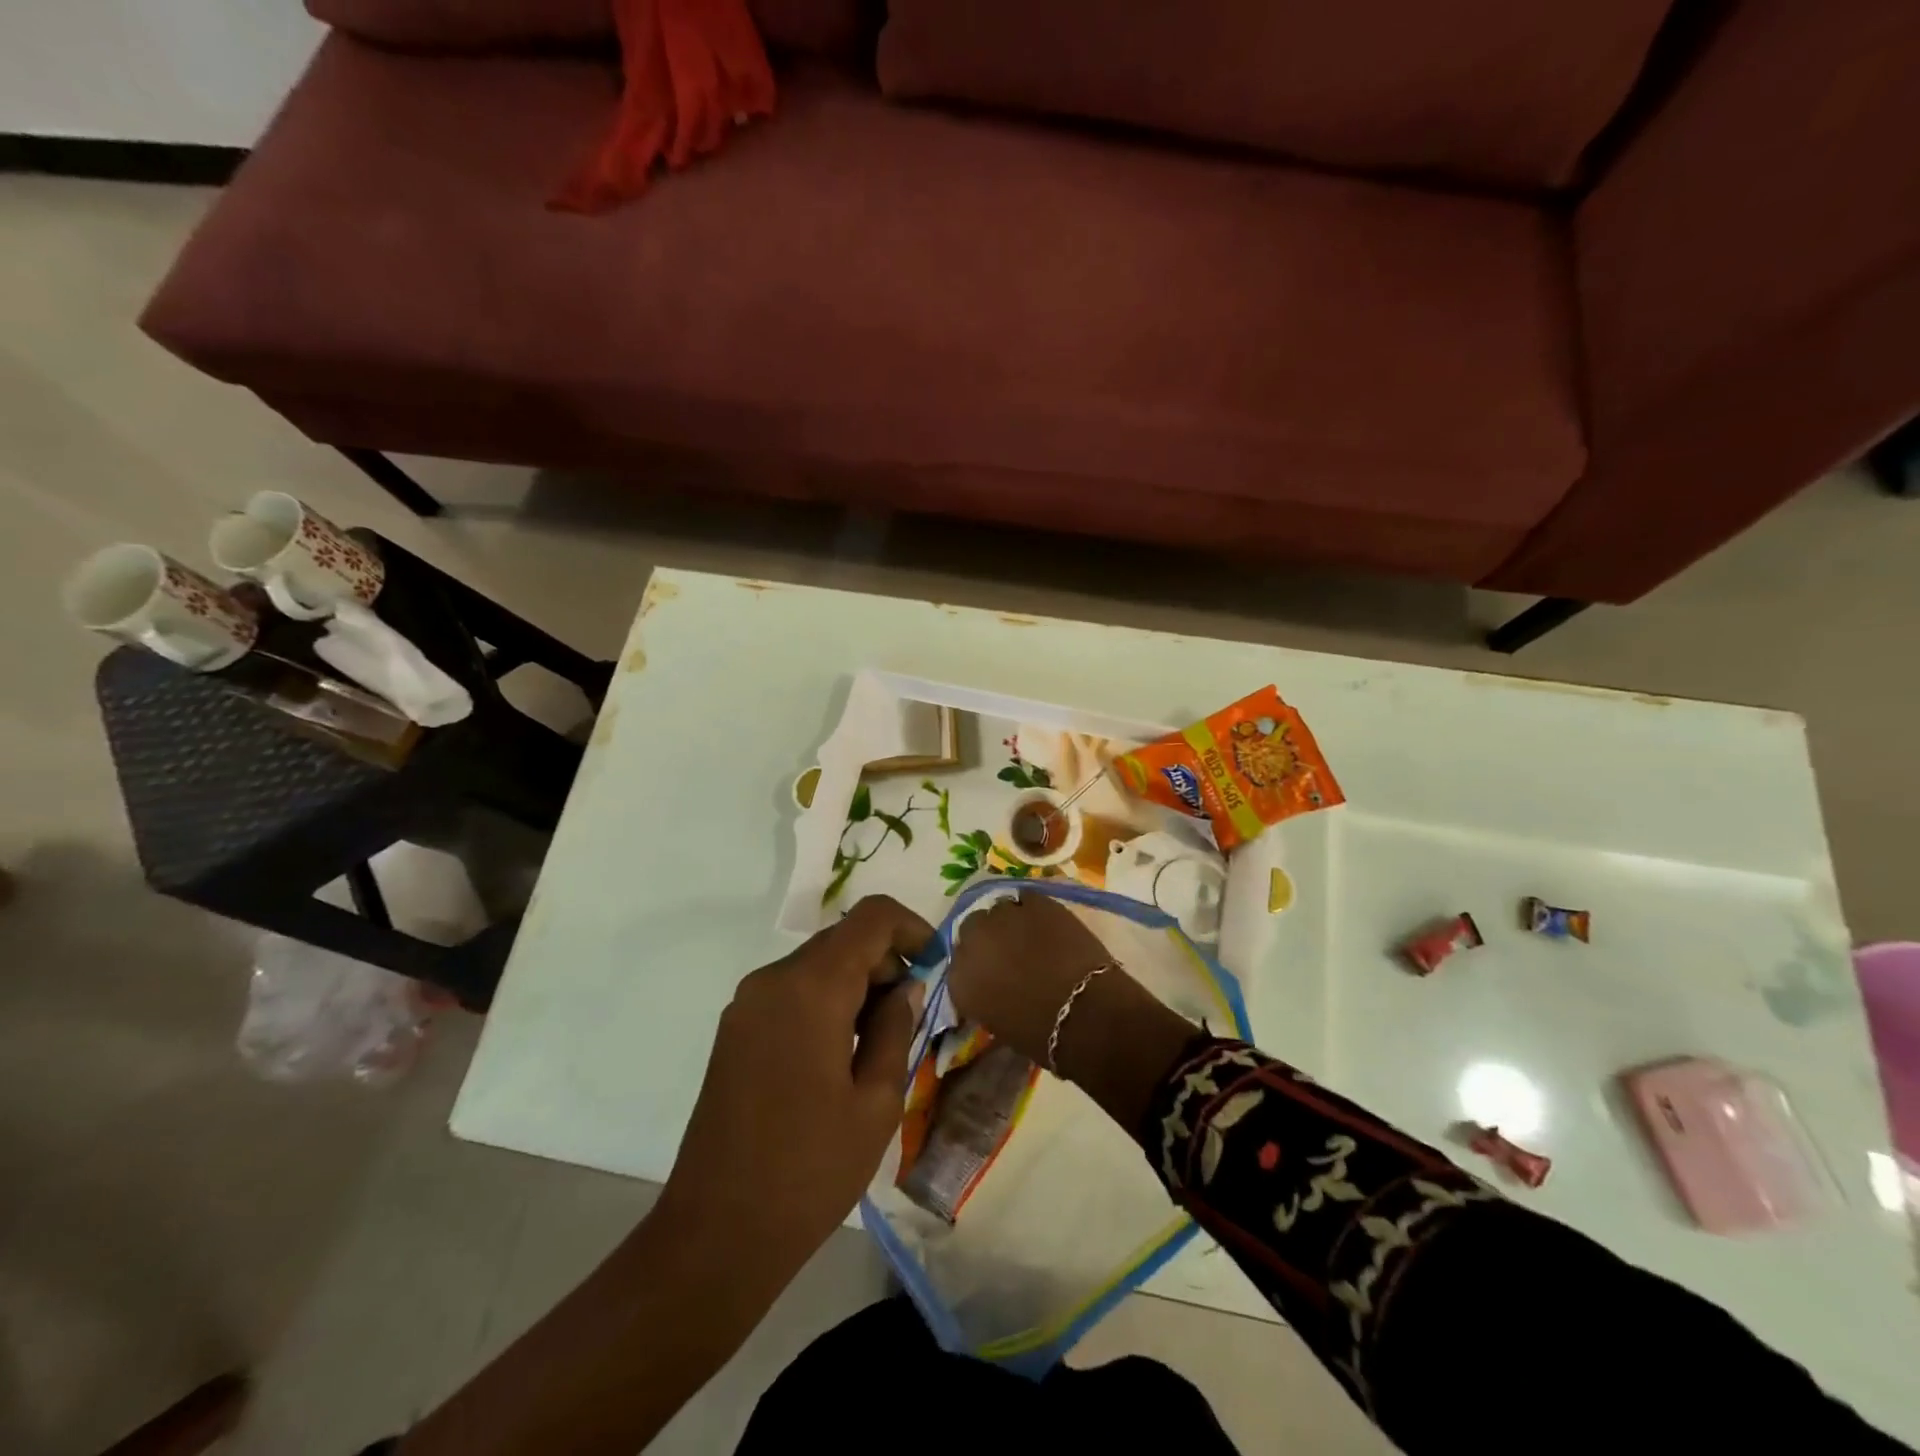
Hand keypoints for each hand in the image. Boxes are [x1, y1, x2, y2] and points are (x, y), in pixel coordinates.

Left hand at [659, 895, 932, 1283]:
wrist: (716, 1234)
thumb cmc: (810, 1170)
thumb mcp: (877, 1102)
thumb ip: (897, 1028)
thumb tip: (906, 986)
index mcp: (812, 988)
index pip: (871, 918)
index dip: (912, 927)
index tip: (936, 963)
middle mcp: (773, 979)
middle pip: (843, 939)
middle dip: (885, 962)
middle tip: (912, 1015)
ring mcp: (747, 1003)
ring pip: (818, 964)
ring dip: (856, 983)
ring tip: (879, 1042)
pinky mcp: (734, 1029)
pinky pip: (792, 990)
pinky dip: (826, 1000)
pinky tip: (840, 1053)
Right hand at [946, 892, 1113, 1064]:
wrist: (1085, 1013)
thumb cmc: (1042, 1034)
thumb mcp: (999, 1023)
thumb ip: (986, 997)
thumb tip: (995, 986)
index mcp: (960, 980)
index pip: (958, 965)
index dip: (977, 967)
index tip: (991, 974)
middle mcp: (973, 941)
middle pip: (973, 928)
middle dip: (987, 937)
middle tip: (1009, 952)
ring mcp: (1003, 916)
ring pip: (999, 910)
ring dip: (1010, 922)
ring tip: (1030, 936)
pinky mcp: (1035, 902)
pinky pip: (1027, 899)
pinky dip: (1034, 910)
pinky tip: (1047, 923)